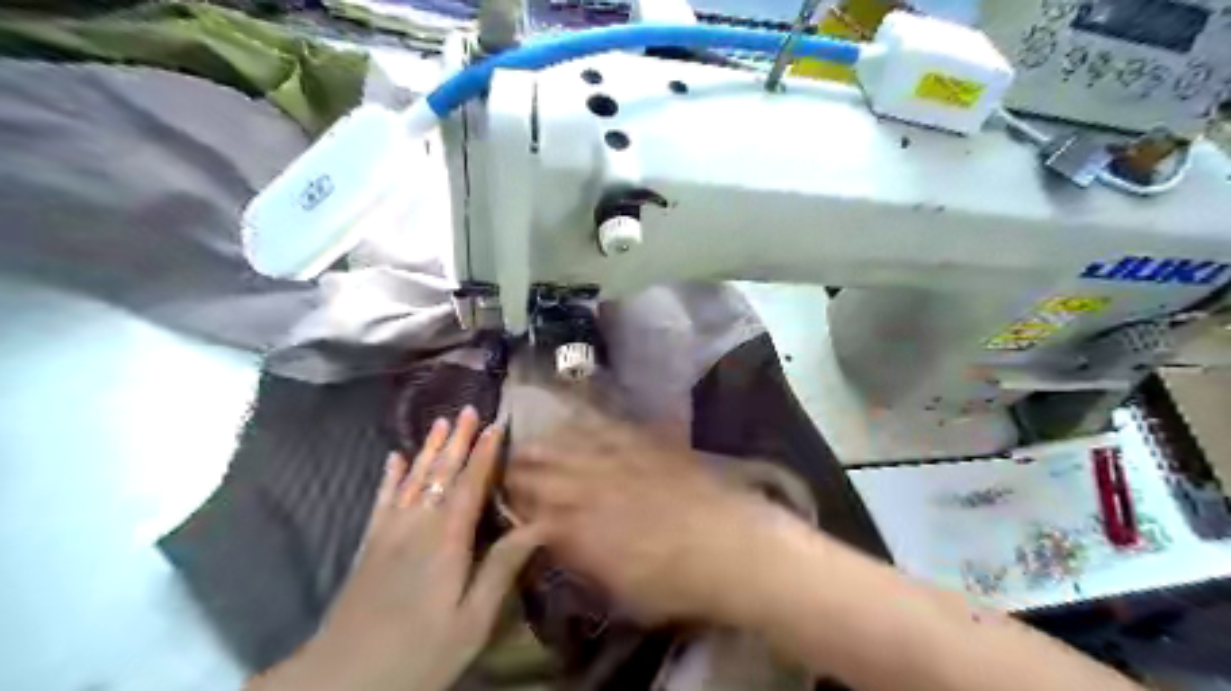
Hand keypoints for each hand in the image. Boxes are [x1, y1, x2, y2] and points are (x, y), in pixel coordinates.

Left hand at [250, 408, 540, 689]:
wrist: (342, 680)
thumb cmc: (419, 652)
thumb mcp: (473, 619)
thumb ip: (502, 568)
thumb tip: (539, 525)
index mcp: (447, 541)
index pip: (470, 485)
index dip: (484, 454)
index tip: (496, 425)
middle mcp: (417, 526)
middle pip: (440, 474)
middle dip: (457, 440)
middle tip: (468, 408)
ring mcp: (388, 533)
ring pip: (412, 479)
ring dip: (429, 449)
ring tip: (440, 422)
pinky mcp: (368, 545)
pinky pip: (382, 500)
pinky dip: (390, 476)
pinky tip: (394, 459)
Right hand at [507, 406, 788, 626]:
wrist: (728, 546)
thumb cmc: (672, 582)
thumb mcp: (615, 587)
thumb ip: (578, 557)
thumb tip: (554, 539)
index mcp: (575, 527)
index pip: (529, 508)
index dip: (512, 501)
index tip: (503, 497)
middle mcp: (587, 486)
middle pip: (541, 471)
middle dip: (519, 468)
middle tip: (505, 464)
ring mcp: (616, 459)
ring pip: (566, 445)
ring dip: (543, 443)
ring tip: (528, 441)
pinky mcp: (643, 442)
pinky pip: (605, 426)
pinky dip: (583, 422)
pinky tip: (573, 417)